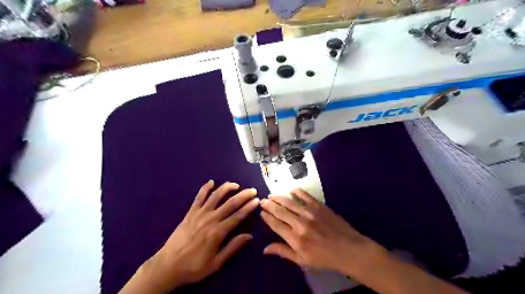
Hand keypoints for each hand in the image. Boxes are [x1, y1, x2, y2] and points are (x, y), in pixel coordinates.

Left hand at [119, 180, 257, 293]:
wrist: (168, 265)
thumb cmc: (194, 266)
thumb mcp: (216, 263)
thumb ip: (233, 247)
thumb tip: (249, 236)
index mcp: (218, 232)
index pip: (238, 216)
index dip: (248, 207)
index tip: (257, 200)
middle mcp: (210, 219)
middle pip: (230, 203)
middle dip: (243, 195)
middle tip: (252, 190)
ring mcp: (199, 214)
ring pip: (216, 196)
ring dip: (227, 188)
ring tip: (236, 184)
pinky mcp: (190, 212)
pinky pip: (199, 197)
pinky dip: (205, 188)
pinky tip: (211, 182)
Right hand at [258, 188, 383, 275]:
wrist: (349, 249)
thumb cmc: (325, 258)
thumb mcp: (303, 260)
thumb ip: (283, 252)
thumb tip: (265, 249)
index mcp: (295, 238)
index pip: (276, 224)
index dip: (267, 217)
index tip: (261, 212)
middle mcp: (300, 223)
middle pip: (280, 211)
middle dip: (269, 205)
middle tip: (263, 200)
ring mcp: (310, 212)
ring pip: (290, 202)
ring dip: (279, 197)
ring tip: (272, 195)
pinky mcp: (319, 206)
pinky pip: (305, 196)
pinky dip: (297, 192)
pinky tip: (291, 190)